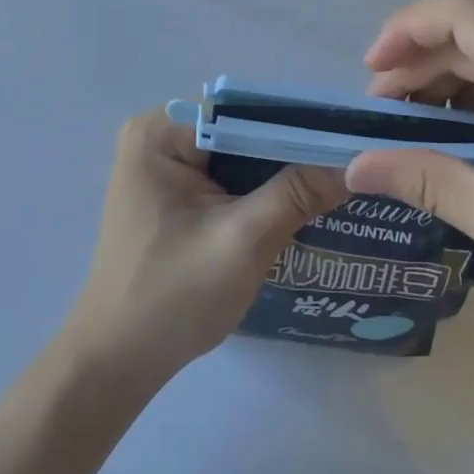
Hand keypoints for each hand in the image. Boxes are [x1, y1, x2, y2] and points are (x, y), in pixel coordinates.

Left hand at [64, 108, 347, 388]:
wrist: (116, 364)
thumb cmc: (173, 298)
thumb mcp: (244, 241)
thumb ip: (298, 193)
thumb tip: (356, 160)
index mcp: (160, 131)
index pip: (242, 109)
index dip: (296, 122)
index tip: (348, 139)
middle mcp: (158, 134)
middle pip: (240, 128)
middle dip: (290, 148)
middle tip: (348, 162)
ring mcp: (162, 163)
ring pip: (237, 153)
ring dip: (278, 170)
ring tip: (335, 178)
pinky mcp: (171, 192)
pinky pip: (225, 174)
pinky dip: (258, 188)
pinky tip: (297, 201)